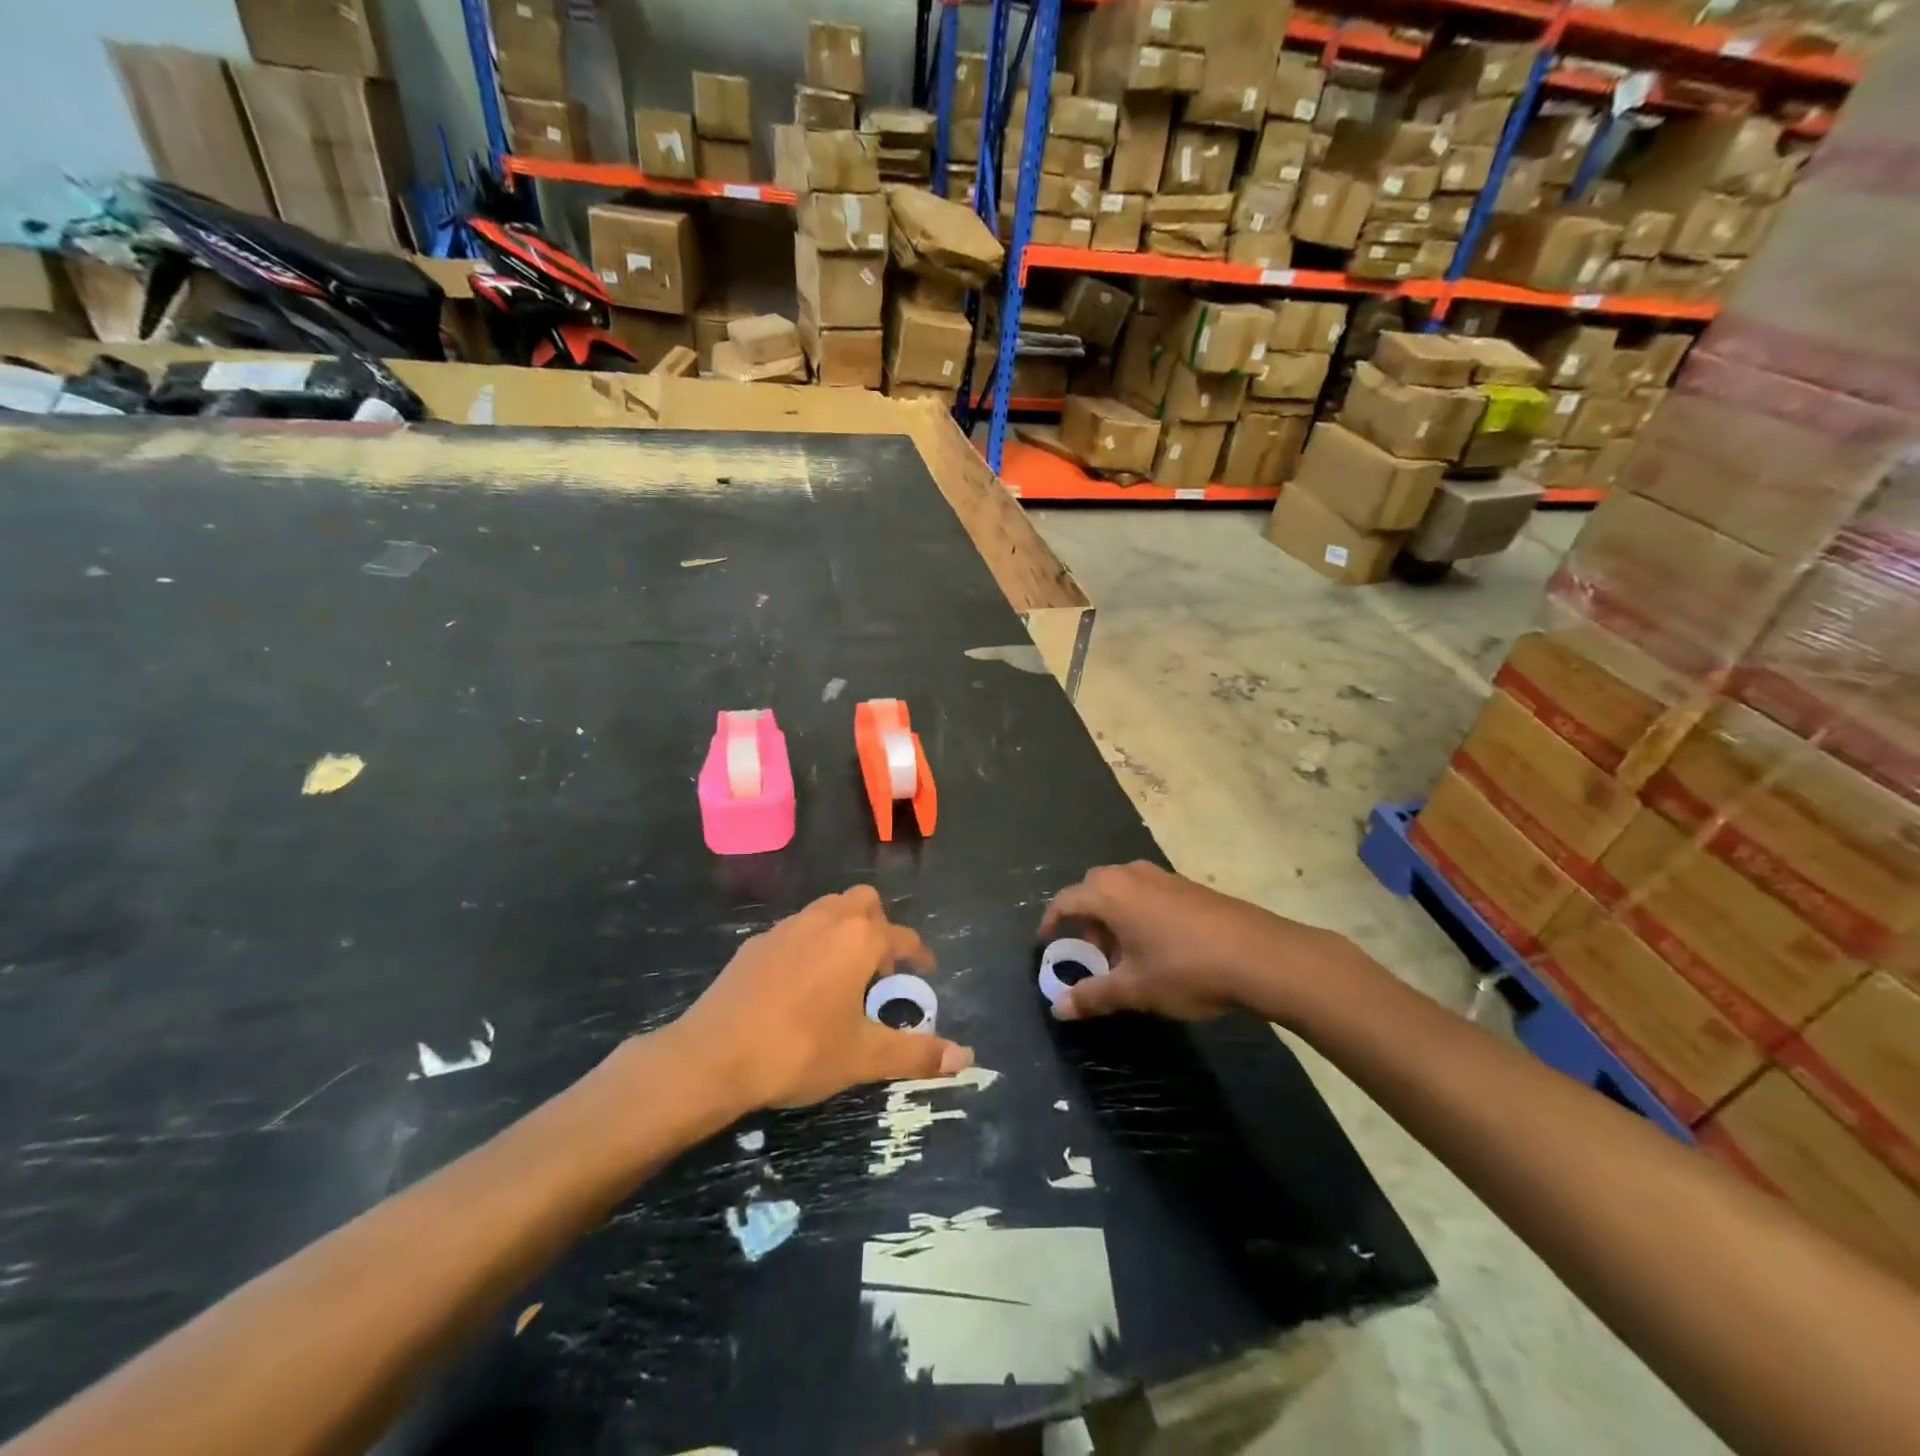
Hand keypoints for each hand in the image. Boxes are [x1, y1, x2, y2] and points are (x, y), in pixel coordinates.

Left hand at [672, 885, 972, 1109]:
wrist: (714, 1055)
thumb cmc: (799, 1050)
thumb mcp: (863, 1057)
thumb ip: (916, 1053)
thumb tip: (967, 1059)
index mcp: (858, 940)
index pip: (902, 936)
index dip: (919, 953)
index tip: (926, 971)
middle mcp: (826, 921)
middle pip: (863, 901)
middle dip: (879, 925)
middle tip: (881, 968)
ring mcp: (786, 927)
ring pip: (827, 909)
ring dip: (844, 929)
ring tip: (843, 973)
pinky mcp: (755, 943)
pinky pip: (796, 929)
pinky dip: (810, 943)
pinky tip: (800, 983)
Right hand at [1039, 862, 1323, 1023]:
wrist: (1259, 954)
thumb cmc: (1185, 968)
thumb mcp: (1134, 989)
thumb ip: (1092, 996)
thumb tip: (1058, 1009)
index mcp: (1109, 893)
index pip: (1065, 900)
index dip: (1051, 922)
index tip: (1046, 944)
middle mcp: (1130, 875)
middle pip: (1093, 890)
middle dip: (1085, 921)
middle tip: (1090, 953)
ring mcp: (1162, 876)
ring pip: (1122, 891)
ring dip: (1113, 918)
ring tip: (1124, 955)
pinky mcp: (1187, 886)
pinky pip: (1147, 893)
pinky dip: (1138, 914)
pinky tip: (1157, 946)